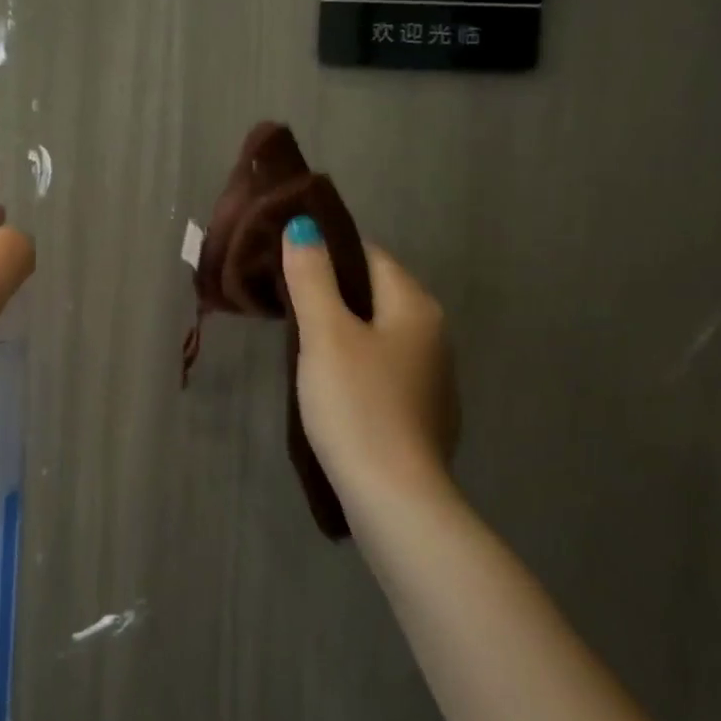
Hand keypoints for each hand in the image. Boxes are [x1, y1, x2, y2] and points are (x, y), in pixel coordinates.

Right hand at [282, 222, 458, 512]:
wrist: (394, 494)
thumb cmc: (357, 404)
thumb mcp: (326, 335)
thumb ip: (312, 278)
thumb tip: (304, 226)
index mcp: (415, 306)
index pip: (371, 256)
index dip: (329, 251)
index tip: (289, 262)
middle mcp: (434, 334)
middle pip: (377, 294)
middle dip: (334, 291)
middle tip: (286, 303)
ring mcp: (432, 377)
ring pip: (381, 333)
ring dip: (344, 329)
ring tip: (301, 342)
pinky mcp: (423, 412)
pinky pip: (384, 368)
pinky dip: (358, 363)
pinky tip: (332, 385)